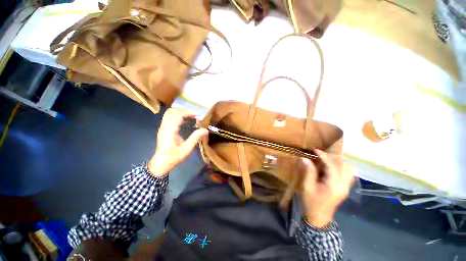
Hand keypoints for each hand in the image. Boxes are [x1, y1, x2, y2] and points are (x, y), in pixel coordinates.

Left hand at [148, 108, 207, 176]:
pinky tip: (184, 120)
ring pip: (169, 113)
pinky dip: (177, 115)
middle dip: (184, 110)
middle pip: (171, 111)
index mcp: (169, 131)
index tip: (197, 116)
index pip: (177, 116)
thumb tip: (205, 130)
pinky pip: (169, 117)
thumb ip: (195, 138)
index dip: (187, 113)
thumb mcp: (186, 149)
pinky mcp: (163, 129)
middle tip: (194, 115)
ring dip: (180, 112)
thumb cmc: (174, 157)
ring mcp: (162, 127)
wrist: (161, 163)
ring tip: (190, 116)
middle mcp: (164, 127)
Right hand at [300, 150, 354, 227]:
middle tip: (318, 154)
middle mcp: (344, 185)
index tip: (314, 150)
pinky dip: (342, 167)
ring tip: (325, 159)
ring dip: (337, 161)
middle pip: (343, 165)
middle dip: (331, 157)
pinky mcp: (345, 188)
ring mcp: (347, 187)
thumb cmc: (311, 202)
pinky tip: (332, 166)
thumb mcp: (307, 186)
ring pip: (348, 168)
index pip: (332, 165)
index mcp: (334, 185)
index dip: (323, 156)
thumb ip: (309, 172)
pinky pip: (348, 174)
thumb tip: (305, 158)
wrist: (319, 217)